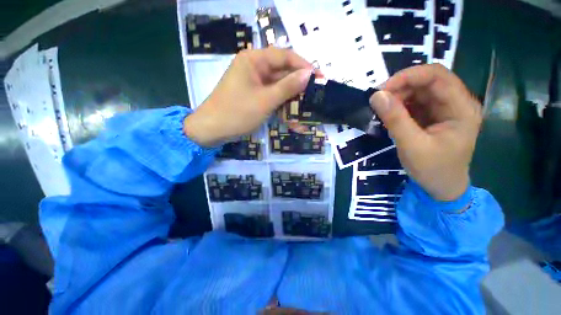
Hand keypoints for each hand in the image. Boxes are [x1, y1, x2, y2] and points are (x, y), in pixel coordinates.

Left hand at [184, 47, 312, 146]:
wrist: (212, 130)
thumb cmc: (237, 113)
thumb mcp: (265, 100)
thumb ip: (287, 87)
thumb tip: (309, 74)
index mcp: (254, 60)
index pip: (284, 56)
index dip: (303, 66)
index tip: (319, 77)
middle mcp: (255, 68)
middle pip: (282, 74)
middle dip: (298, 88)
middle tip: (314, 97)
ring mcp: (254, 84)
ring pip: (278, 89)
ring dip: (291, 102)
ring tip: (305, 113)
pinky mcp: (254, 97)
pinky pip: (272, 99)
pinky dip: (281, 109)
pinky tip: (291, 120)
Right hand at [370, 64, 481, 200]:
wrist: (441, 188)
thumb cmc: (433, 170)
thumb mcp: (412, 146)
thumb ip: (395, 119)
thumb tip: (376, 96)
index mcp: (461, 108)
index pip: (437, 76)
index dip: (409, 76)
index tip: (382, 89)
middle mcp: (455, 103)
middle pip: (427, 81)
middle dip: (400, 87)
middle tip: (378, 101)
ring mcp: (444, 110)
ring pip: (419, 91)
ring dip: (398, 96)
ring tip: (381, 110)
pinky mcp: (432, 117)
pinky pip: (414, 103)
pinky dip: (399, 105)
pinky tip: (389, 114)